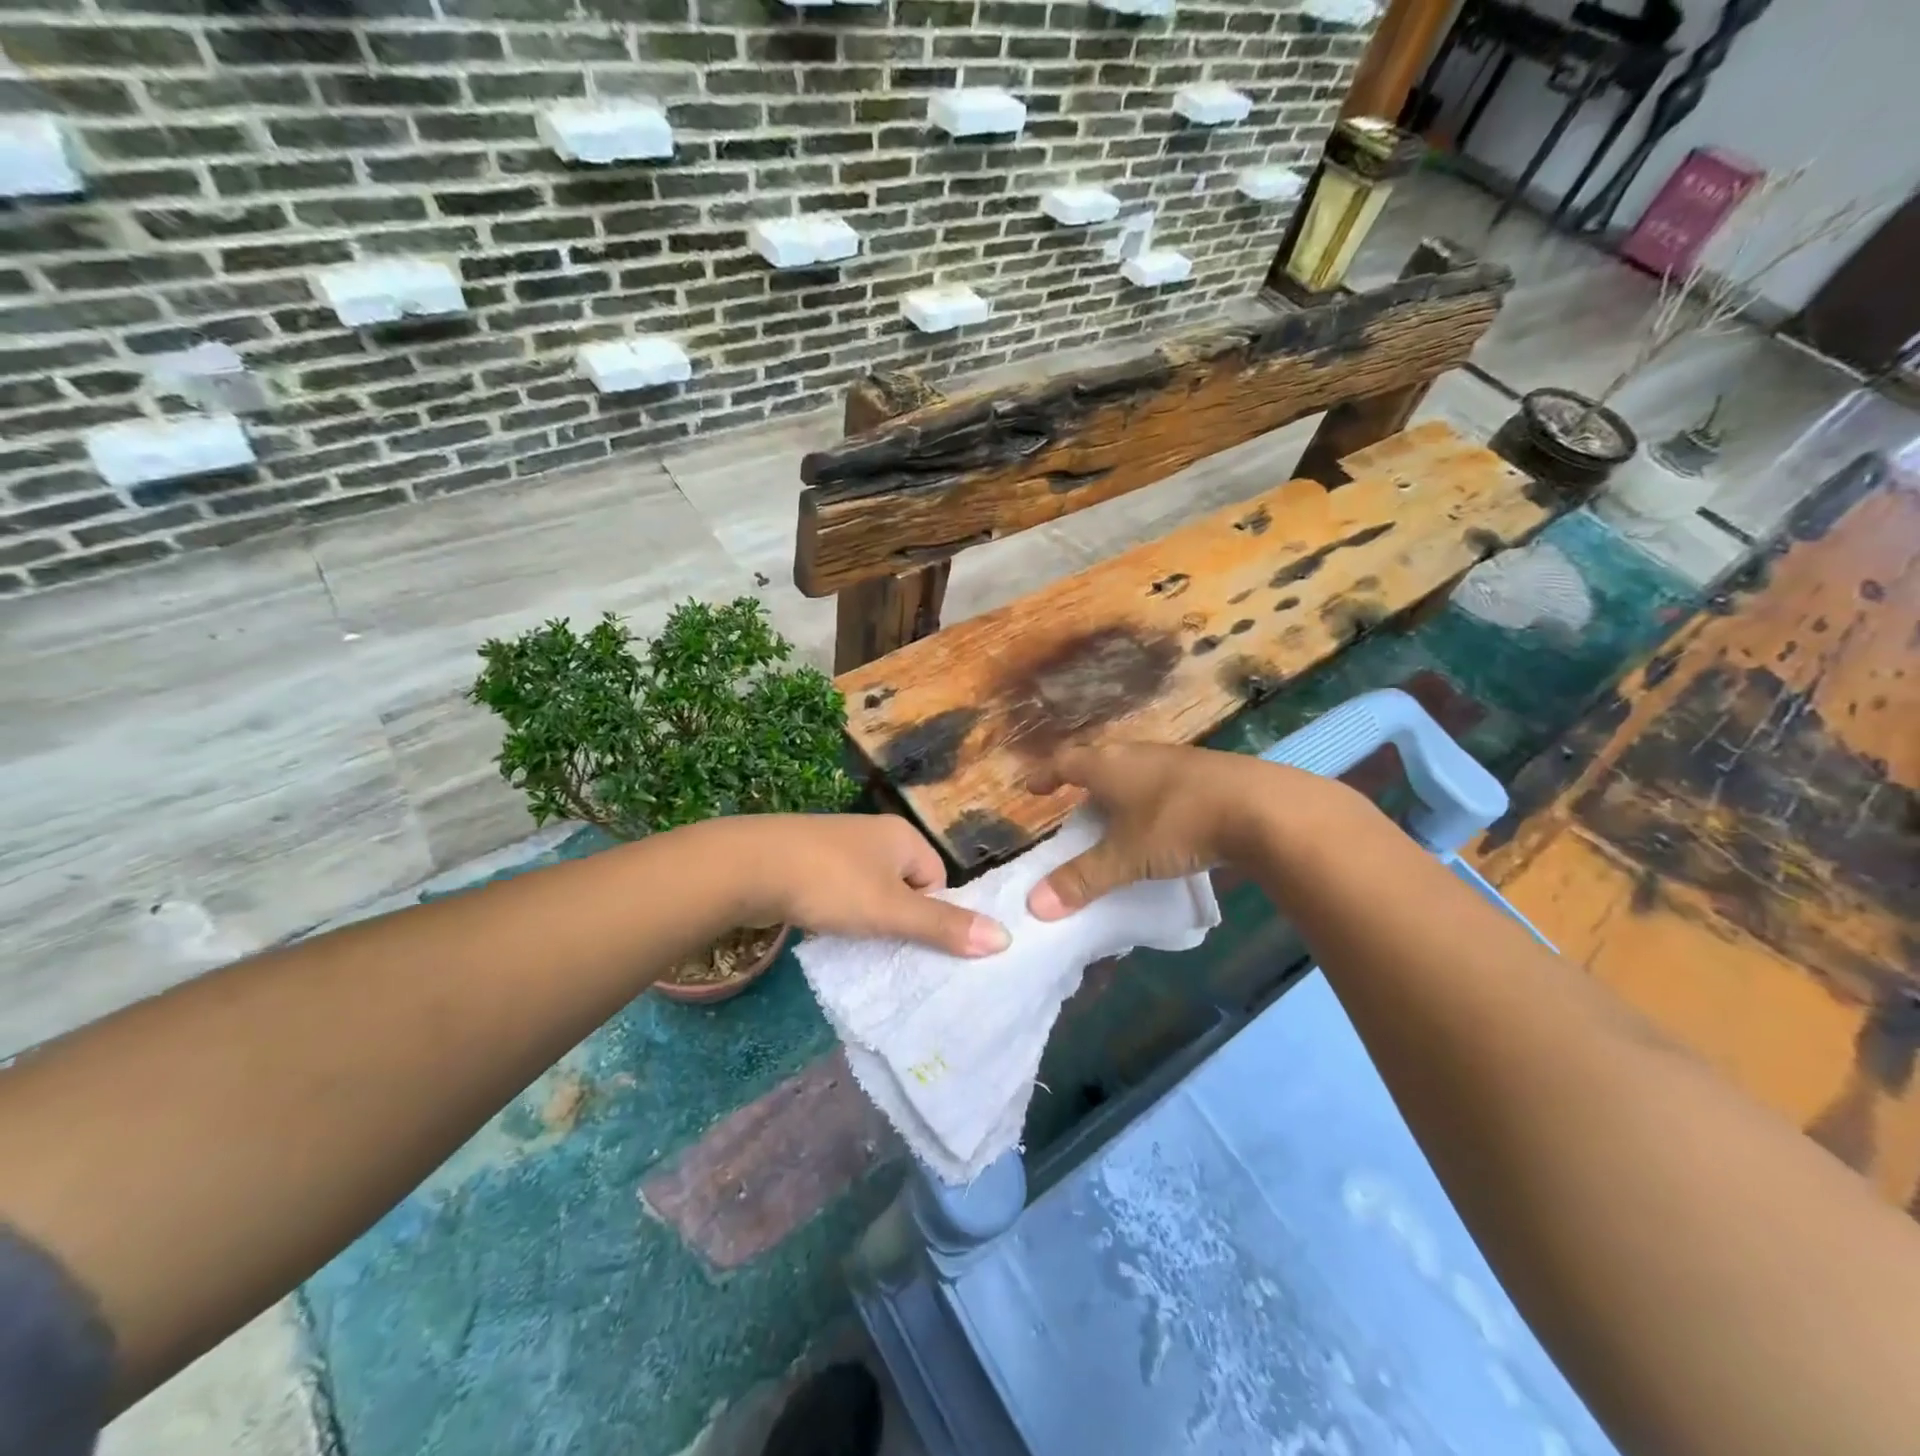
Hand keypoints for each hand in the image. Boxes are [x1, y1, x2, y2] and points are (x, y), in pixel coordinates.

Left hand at [740, 814, 1009, 956]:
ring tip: (851, 939)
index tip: (906, 936)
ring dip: (865, 918)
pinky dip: (837, 912)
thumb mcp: (892, 910)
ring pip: (870, 891)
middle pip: (905, 886)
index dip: (929, 913)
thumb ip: (944, 927)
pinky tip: (822, 927)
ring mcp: (837, 845)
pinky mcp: (807, 860)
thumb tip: (1005, 938)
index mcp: (902, 836)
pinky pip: (839, 891)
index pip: (938, 879)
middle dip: (897, 918)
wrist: (747, 865)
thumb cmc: (831, 883)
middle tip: (882, 945)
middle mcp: (873, 834)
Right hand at [1025, 744, 1284, 919]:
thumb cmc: (1177, 823)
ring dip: (1122, 792)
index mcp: (1110, 766)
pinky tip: (1165, 823)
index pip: (1066, 763)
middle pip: (1102, 763)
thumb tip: (1035, 905)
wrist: (1261, 808)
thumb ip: (1082, 879)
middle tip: (1077, 807)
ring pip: (1136, 772)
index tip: (1033, 787)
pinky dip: (1153, 801)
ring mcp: (1176, 760)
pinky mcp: (1208, 773)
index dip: (1047, 775)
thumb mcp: (1126, 856)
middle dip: (1086, 784)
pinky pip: (1165, 783)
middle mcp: (1138, 754)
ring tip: (1118, 818)